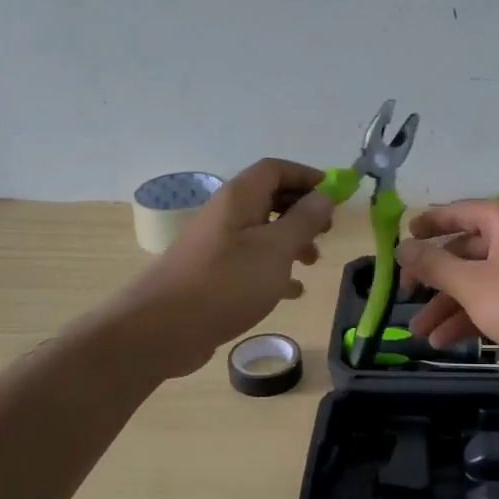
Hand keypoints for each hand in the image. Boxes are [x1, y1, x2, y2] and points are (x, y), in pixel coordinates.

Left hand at [110, 158, 334, 377]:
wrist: (162, 329)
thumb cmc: (226, 282)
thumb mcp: (276, 249)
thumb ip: (303, 220)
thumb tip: (323, 196)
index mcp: (240, 198)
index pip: (276, 169)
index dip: (307, 176)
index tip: (336, 195)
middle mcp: (226, 214)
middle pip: (270, 197)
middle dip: (302, 210)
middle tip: (327, 231)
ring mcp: (217, 245)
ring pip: (262, 231)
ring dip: (291, 241)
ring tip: (313, 262)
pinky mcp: (214, 275)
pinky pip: (251, 262)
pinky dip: (275, 270)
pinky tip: (293, 291)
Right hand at [395, 199, 498, 387]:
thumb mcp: (473, 283)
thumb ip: (434, 265)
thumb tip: (401, 246)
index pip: (456, 212)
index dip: (427, 225)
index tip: (400, 242)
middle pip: (464, 251)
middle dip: (433, 279)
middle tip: (404, 298)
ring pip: (477, 282)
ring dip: (447, 307)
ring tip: (420, 335)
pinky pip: (495, 302)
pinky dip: (471, 318)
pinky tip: (446, 341)